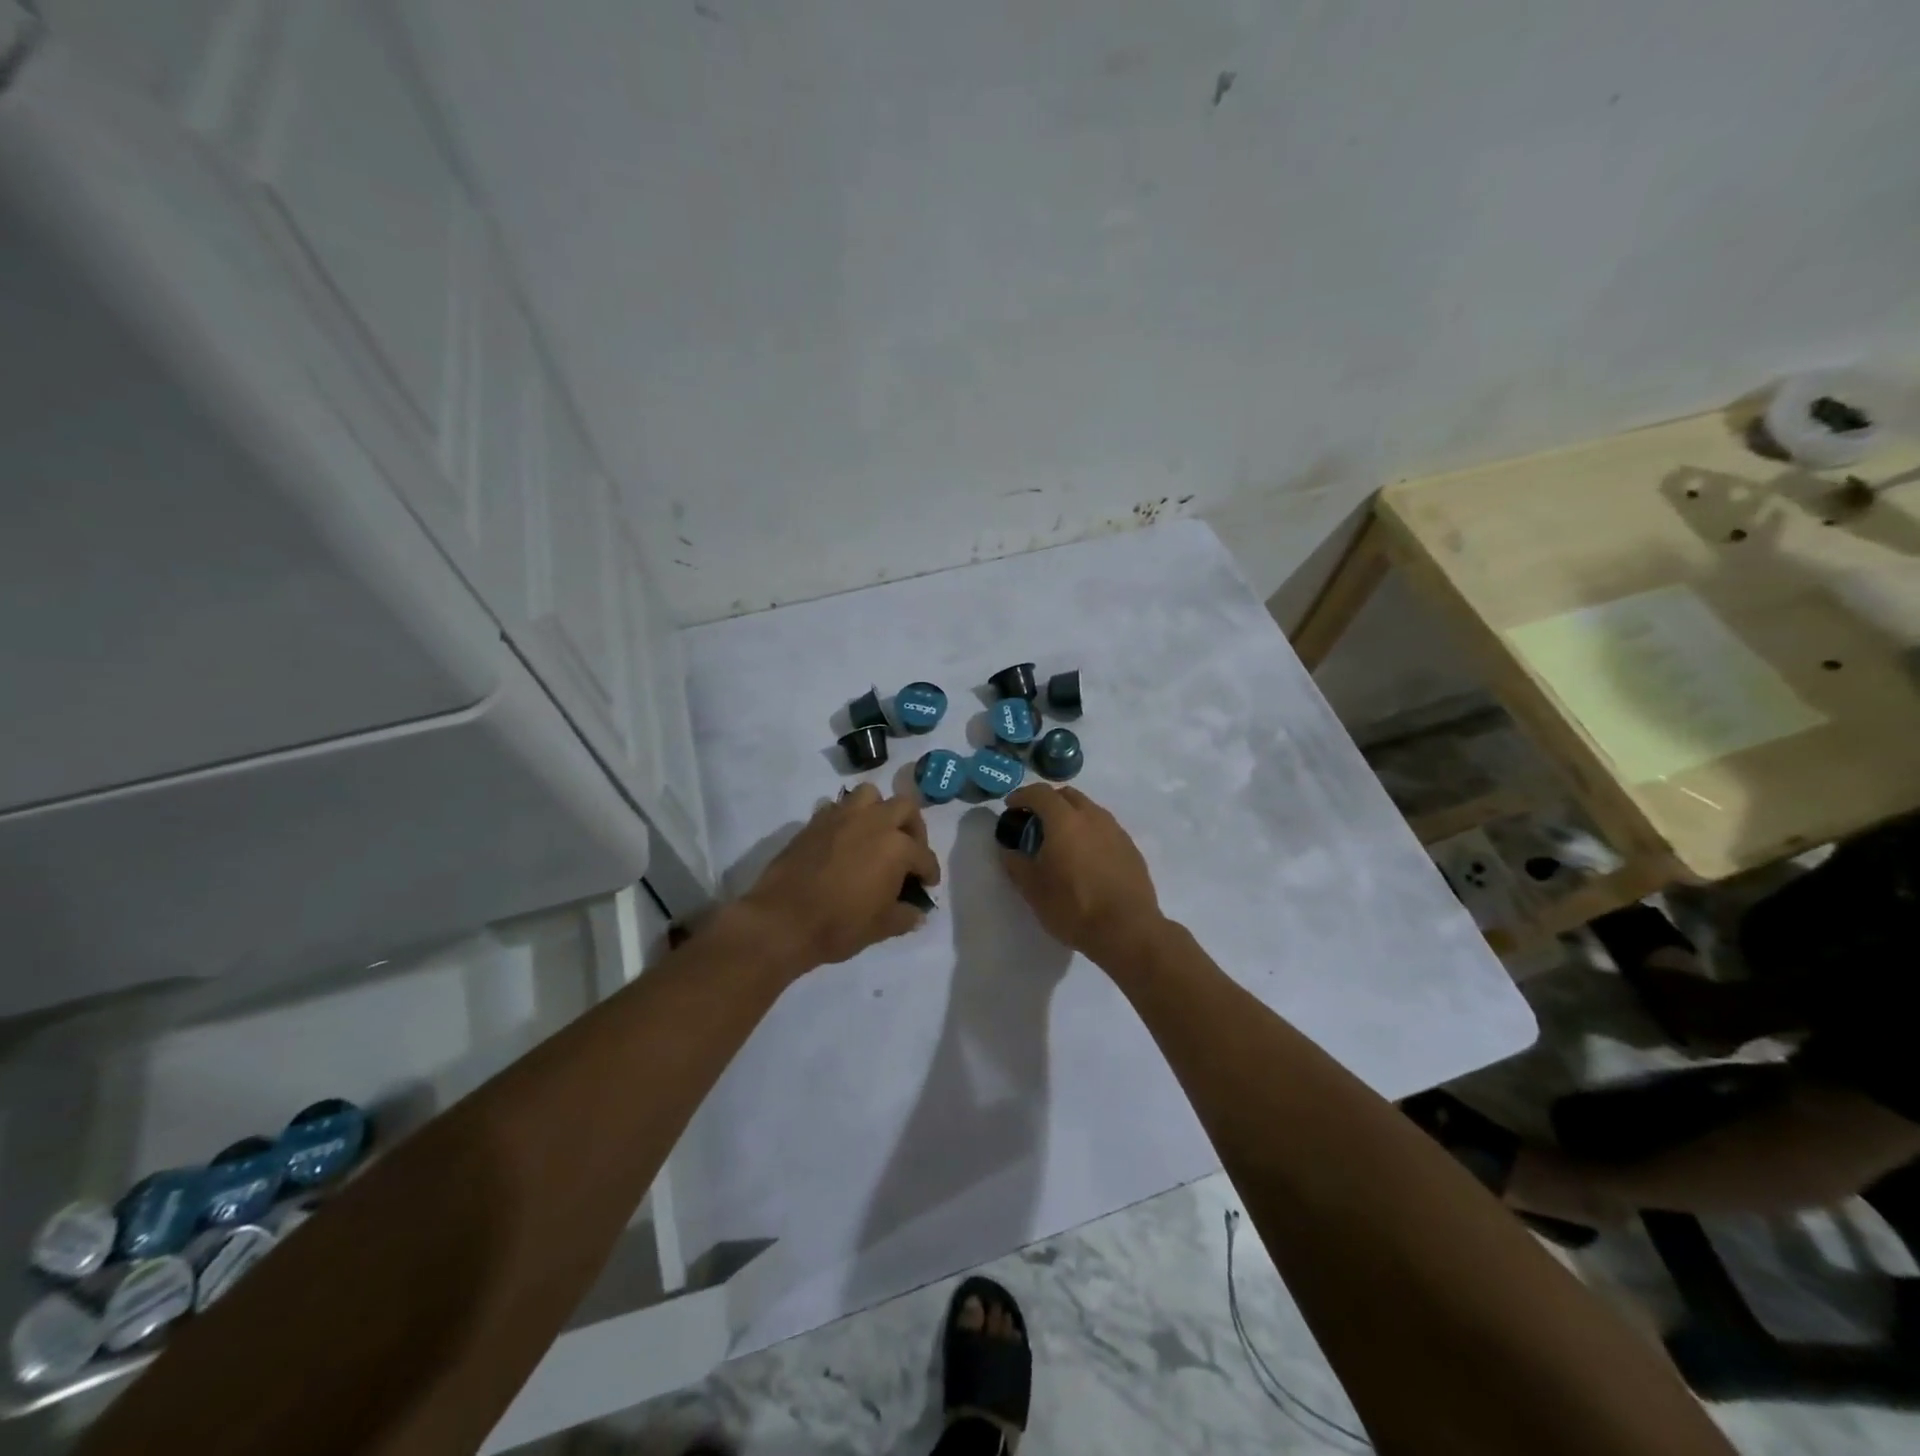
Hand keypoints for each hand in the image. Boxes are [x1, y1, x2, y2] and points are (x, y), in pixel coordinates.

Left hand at [739, 785, 940, 974]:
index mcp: (897, 847)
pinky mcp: (815, 821)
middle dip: (912, 827)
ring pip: (870, 795)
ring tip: (876, 834)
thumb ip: (905, 915)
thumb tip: (916, 912)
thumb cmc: (839, 925)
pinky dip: (847, 818)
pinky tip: (844, 840)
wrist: (783, 921)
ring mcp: (842, 817)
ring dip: (878, 810)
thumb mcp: (882, 927)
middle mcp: (874, 822)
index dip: (930, 872)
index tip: (927, 884)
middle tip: (908, 850)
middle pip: (904, 808)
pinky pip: (837, 807)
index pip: (924, 856)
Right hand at [997, 784, 1163, 964]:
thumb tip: (1010, 850)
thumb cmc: (1073, 906)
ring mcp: (1116, 830)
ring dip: (1071, 816)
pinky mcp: (1130, 848)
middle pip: (1067, 795)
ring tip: (1061, 841)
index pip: (1040, 793)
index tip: (1010, 807)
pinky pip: (1104, 829)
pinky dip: (1089, 833)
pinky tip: (1085, 858)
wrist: (1127, 930)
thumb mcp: (1032, 889)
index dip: (1022, 796)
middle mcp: (1092, 816)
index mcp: (1065, 820)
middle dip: (1048, 802)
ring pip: (1089, 810)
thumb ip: (1016, 863)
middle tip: (1035, 822)